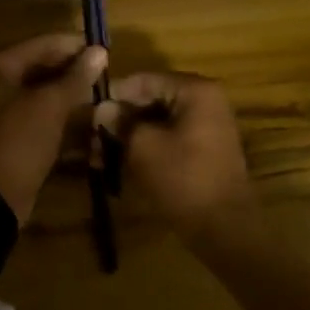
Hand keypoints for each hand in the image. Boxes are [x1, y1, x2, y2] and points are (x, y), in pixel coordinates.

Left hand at [0, 33, 107, 220]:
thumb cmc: (17, 141)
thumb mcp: (49, 106)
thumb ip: (76, 78)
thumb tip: (99, 51)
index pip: (42, 44)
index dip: (74, 46)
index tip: (107, 52)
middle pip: (42, 71)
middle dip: (75, 75)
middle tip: (108, 79)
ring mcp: (2, 115)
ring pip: (44, 100)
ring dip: (73, 102)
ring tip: (106, 103)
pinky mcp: (12, 141)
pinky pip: (42, 124)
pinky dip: (64, 126)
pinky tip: (93, 130)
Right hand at [97, 72, 257, 242]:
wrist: (225, 228)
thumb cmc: (183, 180)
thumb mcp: (143, 147)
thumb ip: (120, 122)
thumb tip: (101, 109)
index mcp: (195, 90)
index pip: (142, 80)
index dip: (111, 96)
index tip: (85, 113)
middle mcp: (204, 101)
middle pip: (149, 100)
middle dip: (118, 120)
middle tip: (88, 140)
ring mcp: (206, 126)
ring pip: (155, 122)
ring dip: (127, 137)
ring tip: (97, 158)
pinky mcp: (202, 150)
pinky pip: (167, 139)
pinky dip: (144, 148)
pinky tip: (116, 165)